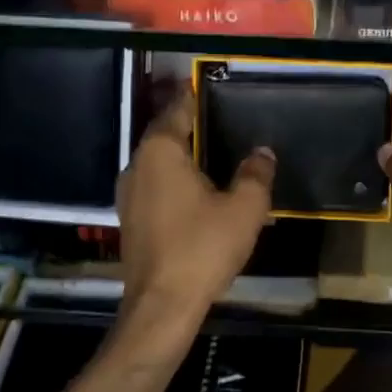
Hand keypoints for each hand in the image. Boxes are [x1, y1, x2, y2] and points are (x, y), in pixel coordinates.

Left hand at [116, 89, 274, 329]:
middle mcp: (137, 165)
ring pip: (156, 162)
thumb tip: (263, 151)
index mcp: (161, 152)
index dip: (192, 96)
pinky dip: (173, 178)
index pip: (177, 110)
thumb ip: (255, 174)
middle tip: (217, 117)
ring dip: (179, 154)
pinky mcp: (129, 220)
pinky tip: (195, 190)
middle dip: (187, 124)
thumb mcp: (244, 209)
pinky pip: (153, 185)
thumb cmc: (202, 248)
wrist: (161, 306)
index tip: (207, 85)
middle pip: (163, 134)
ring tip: (210, 151)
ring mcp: (128, 195)